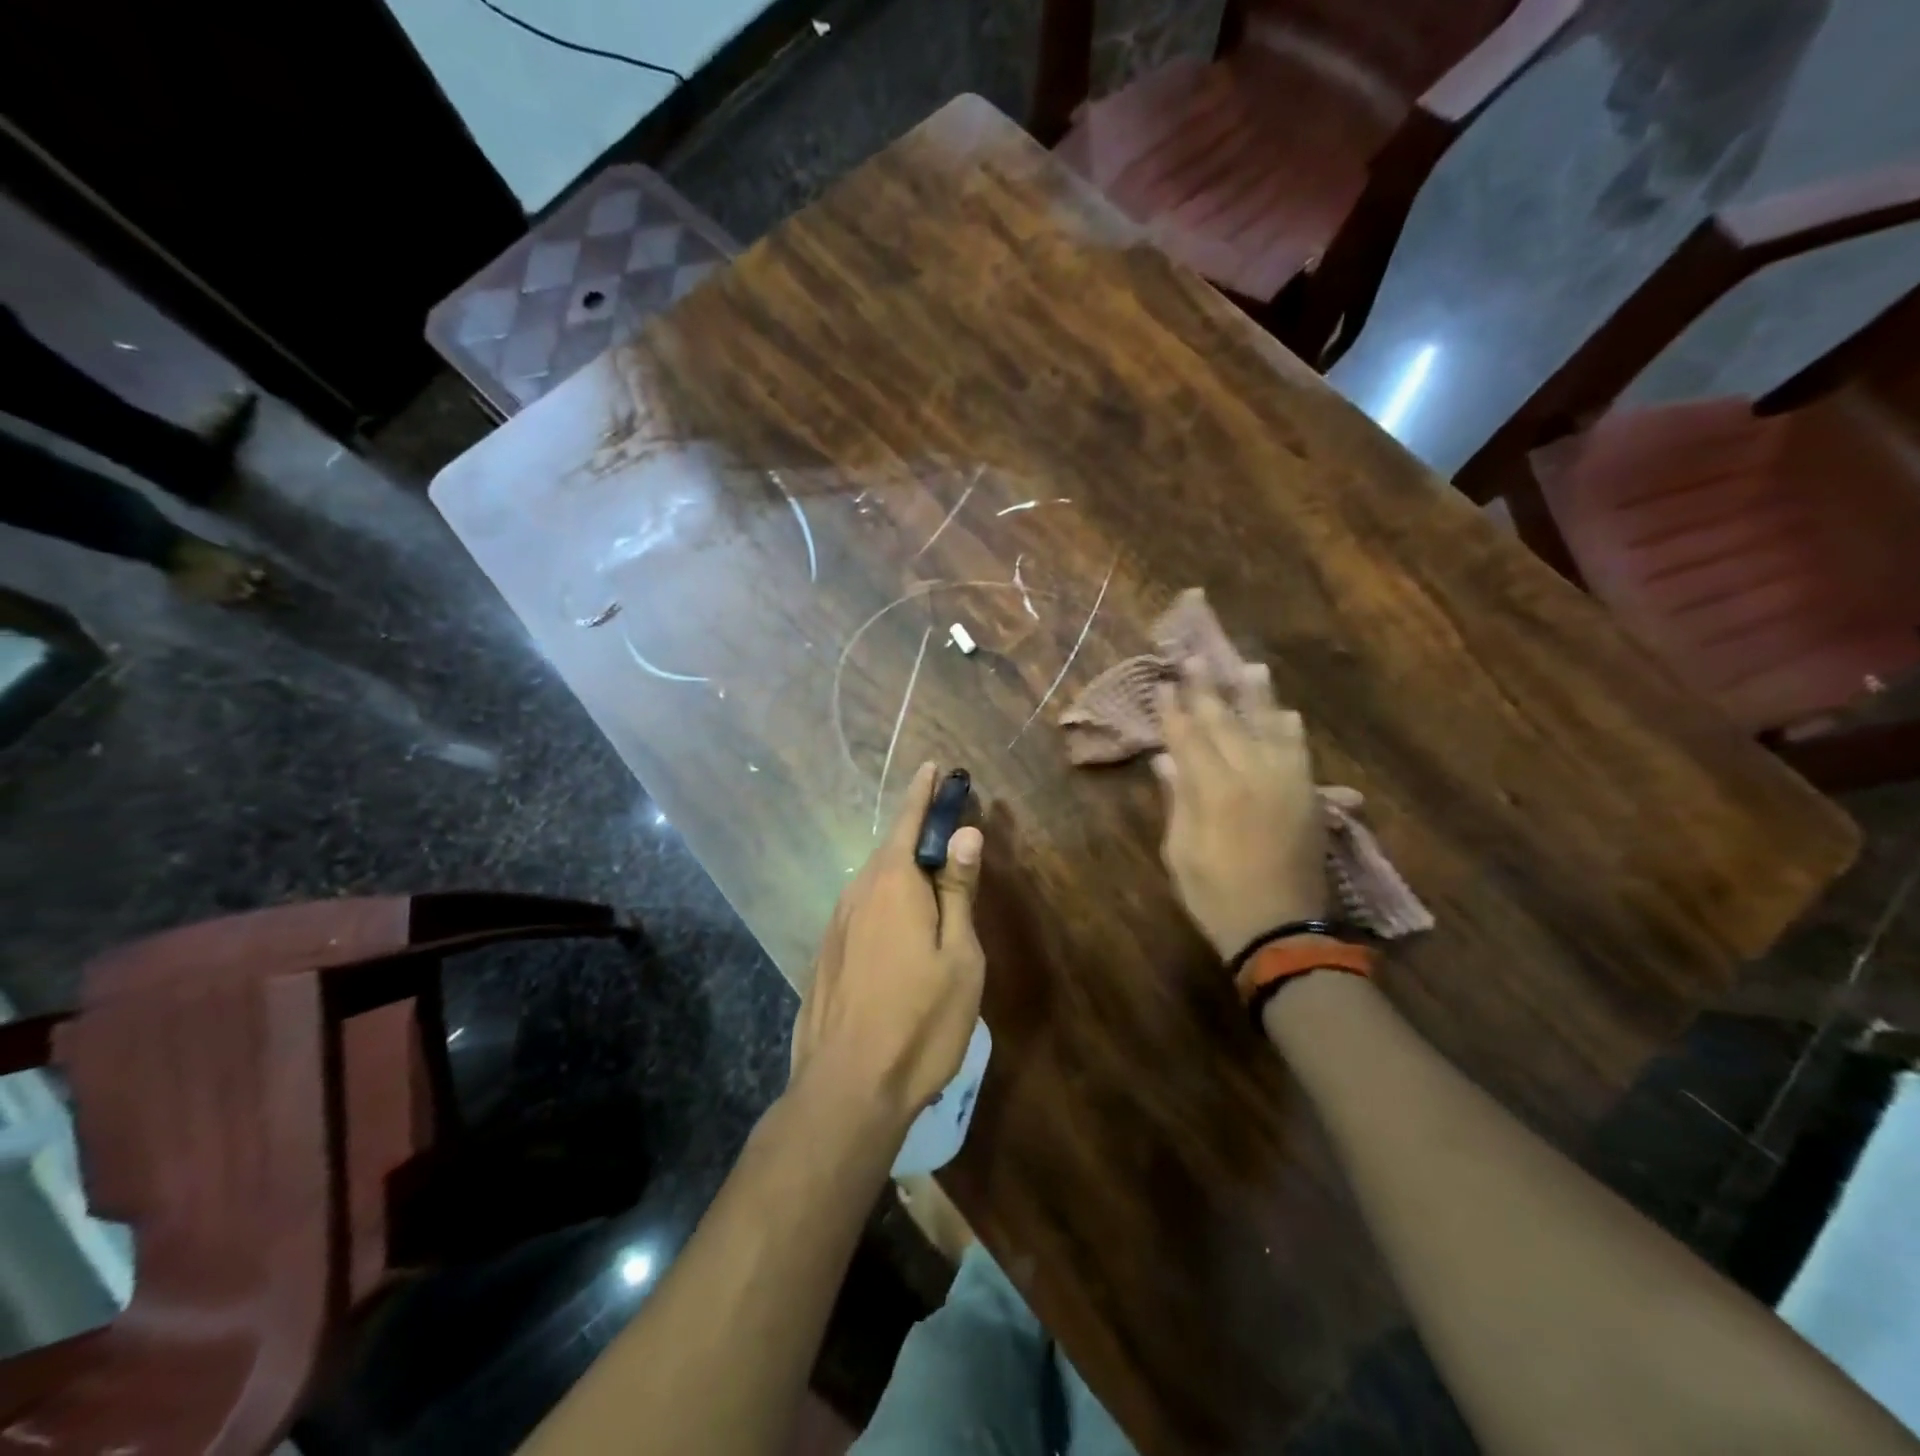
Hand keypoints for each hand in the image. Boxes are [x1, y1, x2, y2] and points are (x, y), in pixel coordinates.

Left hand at [791, 762, 985, 1129]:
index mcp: (893, 883)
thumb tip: (964, 833)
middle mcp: (857, 892)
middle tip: (947, 833)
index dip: (924, 792)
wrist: (847, 1088)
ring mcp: (836, 923)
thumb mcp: (958, 955)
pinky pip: (861, 910)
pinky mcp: (826, 953)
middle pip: (891, 850)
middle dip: (917, 834)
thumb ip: (957, 890)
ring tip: (929, 882)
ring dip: (901, 872)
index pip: (909, 821)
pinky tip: (899, 930)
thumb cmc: (920, 1019)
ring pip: (874, 882)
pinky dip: (884, 902)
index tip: (934, 767)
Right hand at [1152, 661, 1329, 959]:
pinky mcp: (1308, 796)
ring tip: (1250, 668)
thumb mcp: (1180, 851)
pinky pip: (1299, 752)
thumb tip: (1165, 761)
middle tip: (1197, 658)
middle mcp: (1252, 775)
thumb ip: (1177, 801)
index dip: (1174, 710)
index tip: (1164, 684)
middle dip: (1208, 690)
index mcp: (1213, 791)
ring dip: (1256, 698)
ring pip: (1269, 728)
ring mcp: (1285, 783)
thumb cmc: (1215, 895)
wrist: (1279, 930)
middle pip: (1226, 723)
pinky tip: (1285, 714)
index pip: (1188, 737)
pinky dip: (1289, 730)